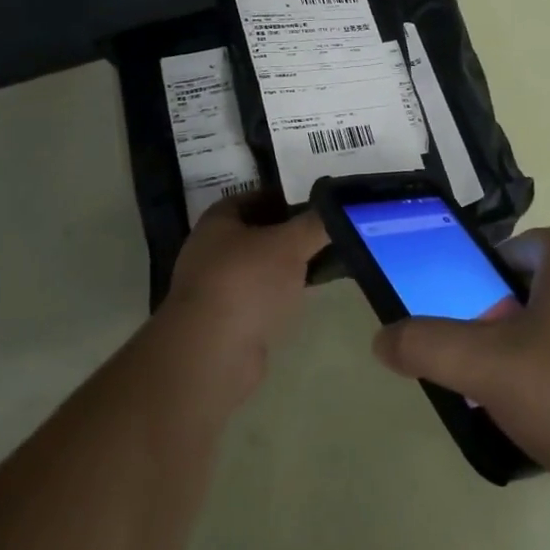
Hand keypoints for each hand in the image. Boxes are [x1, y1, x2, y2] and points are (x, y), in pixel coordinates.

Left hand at [156, 196, 327, 409]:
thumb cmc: (247, 281)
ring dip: (286, 267)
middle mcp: (211, 249)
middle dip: (291, 234)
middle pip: (259, 232)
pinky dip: (278, 295)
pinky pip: (258, 297)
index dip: (288, 198)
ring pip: (260, 267)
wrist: (213, 352)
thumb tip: (338, 209)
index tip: (319, 207)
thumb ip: (315, 223)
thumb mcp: (290, 243)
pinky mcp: (225, 320)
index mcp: (219, 220)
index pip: (257, 197)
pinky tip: (303, 298)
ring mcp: (216, 286)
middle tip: (326, 236)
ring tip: (322, 266)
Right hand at [372, 227, 549, 547]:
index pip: (519, 246)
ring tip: (512, 403)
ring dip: (537, 358)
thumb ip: (430, 346)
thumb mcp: (490, 368)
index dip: (484, 273)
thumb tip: (381, 337)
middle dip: (505, 322)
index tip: (464, 314)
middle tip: (479, 364)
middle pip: (541, 291)